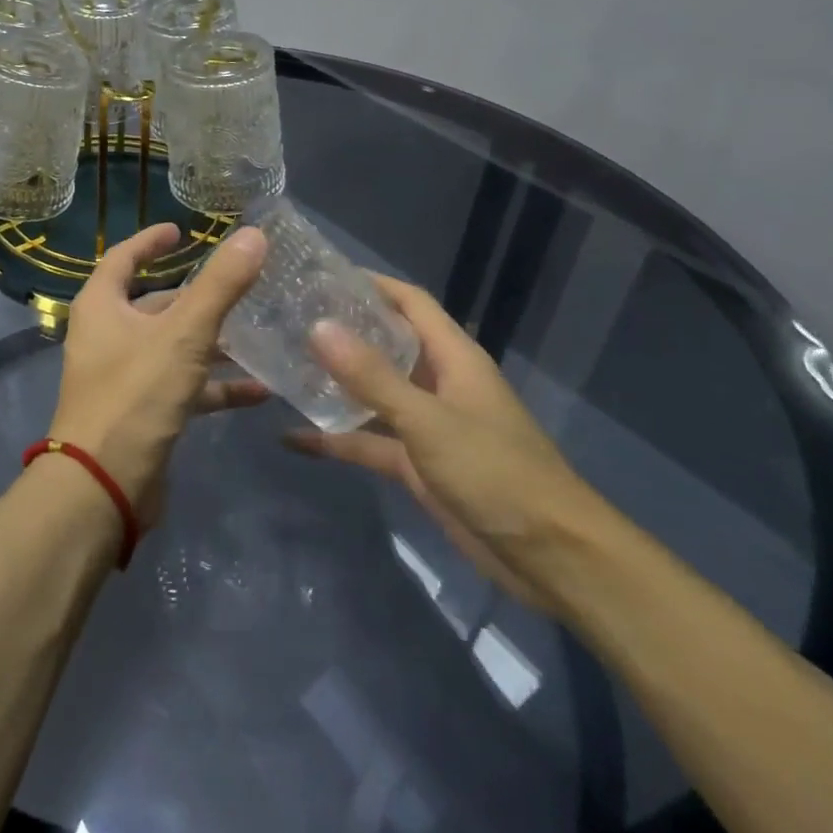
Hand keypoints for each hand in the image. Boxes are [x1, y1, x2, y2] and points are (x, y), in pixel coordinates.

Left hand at [50, 223, 267, 524]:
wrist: (103, 486)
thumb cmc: (135, 394)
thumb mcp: (184, 334)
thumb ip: (220, 285)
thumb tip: (254, 234)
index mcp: (102, 306)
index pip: (123, 257)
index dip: (151, 241)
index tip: (181, 231)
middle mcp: (107, 335)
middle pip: (154, 304)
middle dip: (196, 296)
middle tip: (239, 283)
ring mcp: (123, 376)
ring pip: (173, 347)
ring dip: (213, 342)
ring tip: (260, 334)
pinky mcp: (142, 412)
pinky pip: (183, 387)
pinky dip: (215, 386)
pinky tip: (259, 391)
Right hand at [288, 276, 603, 612]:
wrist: (550, 558)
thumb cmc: (496, 472)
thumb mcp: (429, 421)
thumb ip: (372, 376)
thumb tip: (318, 327)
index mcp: (453, 357)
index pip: (409, 302)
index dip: (371, 284)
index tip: (320, 274)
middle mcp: (438, 382)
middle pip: (386, 343)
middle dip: (343, 330)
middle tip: (289, 318)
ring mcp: (427, 424)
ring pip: (373, 392)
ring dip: (335, 382)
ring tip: (282, 365)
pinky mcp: (417, 464)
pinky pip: (369, 442)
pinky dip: (336, 440)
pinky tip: (292, 438)